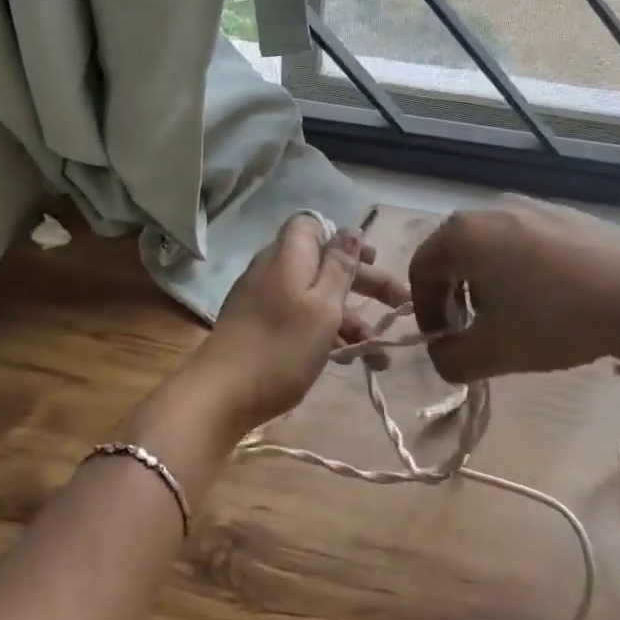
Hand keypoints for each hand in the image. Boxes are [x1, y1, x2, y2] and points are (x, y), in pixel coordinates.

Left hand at [186, 213, 408, 438]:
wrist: (220, 394)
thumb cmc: (281, 346)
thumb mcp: (322, 306)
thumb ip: (339, 267)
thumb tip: (350, 231)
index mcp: (288, 255)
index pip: (313, 225)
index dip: (344, 239)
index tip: (372, 259)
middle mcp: (274, 270)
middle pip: (322, 263)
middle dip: (363, 283)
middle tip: (399, 305)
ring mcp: (263, 300)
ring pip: (314, 297)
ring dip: (350, 319)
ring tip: (379, 354)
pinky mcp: (258, 328)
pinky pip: (300, 319)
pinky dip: (326, 334)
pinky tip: (350, 360)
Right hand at [408, 197, 619, 382]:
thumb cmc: (556, 319)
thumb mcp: (494, 352)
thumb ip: (450, 359)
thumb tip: (442, 355)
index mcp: (462, 234)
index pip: (420, 269)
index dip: (424, 310)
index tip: (445, 341)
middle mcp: (490, 208)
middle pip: (453, 254)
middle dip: (455, 296)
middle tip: (474, 331)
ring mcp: (531, 205)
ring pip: (489, 245)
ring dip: (486, 282)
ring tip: (514, 316)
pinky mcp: (566, 213)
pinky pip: (524, 239)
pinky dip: (520, 267)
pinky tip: (550, 298)